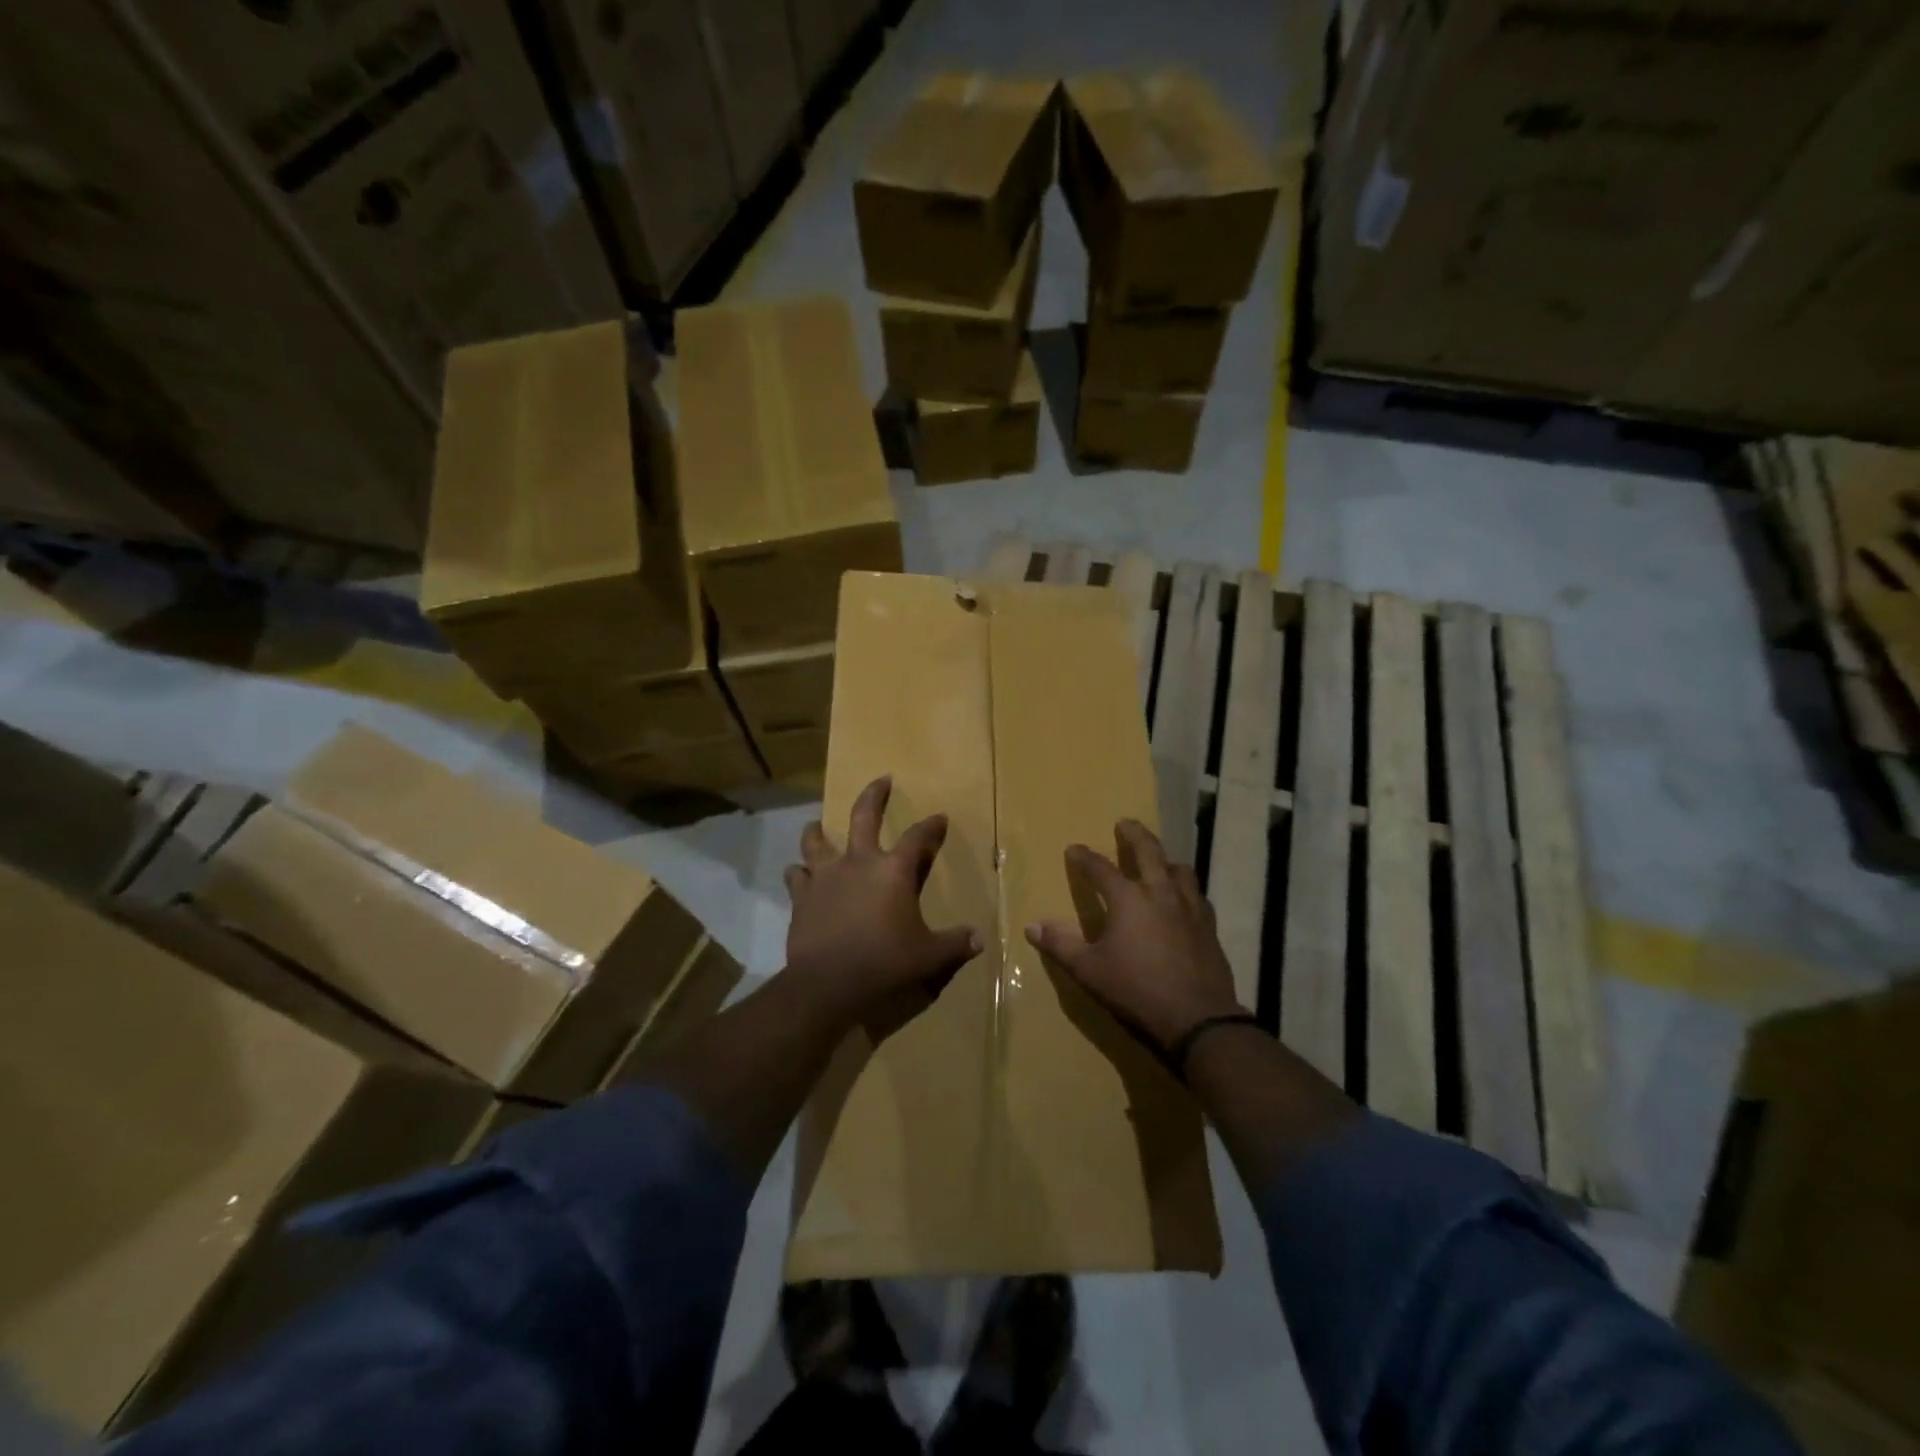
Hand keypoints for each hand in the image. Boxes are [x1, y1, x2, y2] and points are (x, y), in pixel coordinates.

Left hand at [784, 776, 983, 1029]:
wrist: (828, 983)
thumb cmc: (885, 963)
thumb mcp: (929, 956)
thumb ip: (955, 944)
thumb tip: (980, 940)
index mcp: (894, 871)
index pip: (918, 838)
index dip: (931, 826)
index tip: (939, 817)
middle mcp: (859, 862)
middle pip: (864, 815)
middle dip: (875, 794)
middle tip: (882, 780)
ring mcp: (825, 876)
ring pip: (816, 840)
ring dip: (818, 831)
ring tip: (817, 826)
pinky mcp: (801, 896)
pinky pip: (796, 875)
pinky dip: (798, 872)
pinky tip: (799, 874)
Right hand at [1026, 819, 1242, 1050]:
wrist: (1197, 1018)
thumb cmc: (1136, 990)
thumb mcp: (1089, 970)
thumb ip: (1061, 945)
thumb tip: (1032, 927)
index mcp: (1128, 899)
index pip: (1100, 869)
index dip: (1084, 858)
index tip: (1073, 849)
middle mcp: (1160, 893)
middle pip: (1149, 851)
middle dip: (1135, 834)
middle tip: (1125, 822)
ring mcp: (1189, 908)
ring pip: (1180, 869)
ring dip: (1166, 859)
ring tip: (1159, 860)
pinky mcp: (1209, 926)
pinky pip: (1197, 896)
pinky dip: (1186, 889)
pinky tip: (1184, 900)